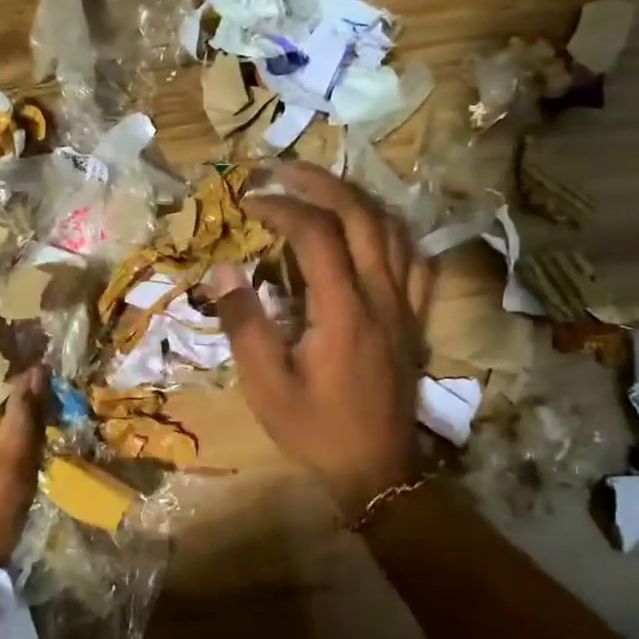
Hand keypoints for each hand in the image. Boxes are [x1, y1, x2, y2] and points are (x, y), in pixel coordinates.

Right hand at [211, 162, 430, 515]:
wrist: (377, 469)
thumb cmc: (316, 428)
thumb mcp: (266, 384)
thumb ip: (244, 323)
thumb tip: (223, 270)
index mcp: (343, 310)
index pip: (317, 234)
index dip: (282, 207)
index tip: (250, 204)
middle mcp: (381, 296)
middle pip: (361, 216)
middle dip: (321, 183)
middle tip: (283, 170)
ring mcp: (405, 305)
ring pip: (392, 230)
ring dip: (356, 199)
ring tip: (321, 189)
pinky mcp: (414, 318)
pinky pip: (415, 259)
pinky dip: (391, 232)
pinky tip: (372, 231)